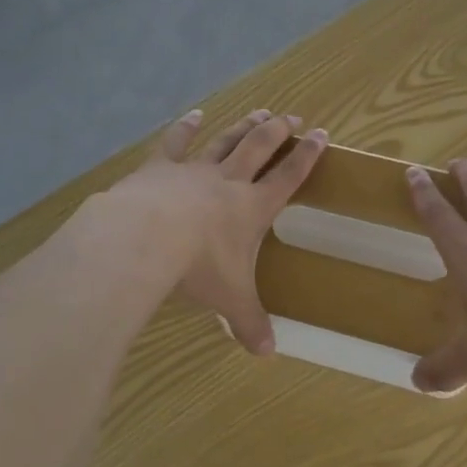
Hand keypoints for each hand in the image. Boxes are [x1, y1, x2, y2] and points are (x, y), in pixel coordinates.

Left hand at [110, 109, 327, 354]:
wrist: (145, 237)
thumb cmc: (198, 266)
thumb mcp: (230, 299)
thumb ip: (249, 322)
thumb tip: (267, 355)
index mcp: (252, 207)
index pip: (288, 177)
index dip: (307, 156)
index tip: (321, 134)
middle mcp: (228, 181)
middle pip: (259, 148)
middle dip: (278, 132)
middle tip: (291, 116)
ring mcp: (193, 170)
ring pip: (225, 141)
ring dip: (243, 125)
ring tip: (259, 111)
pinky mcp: (160, 167)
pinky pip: (176, 142)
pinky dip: (186, 127)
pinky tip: (194, 115)